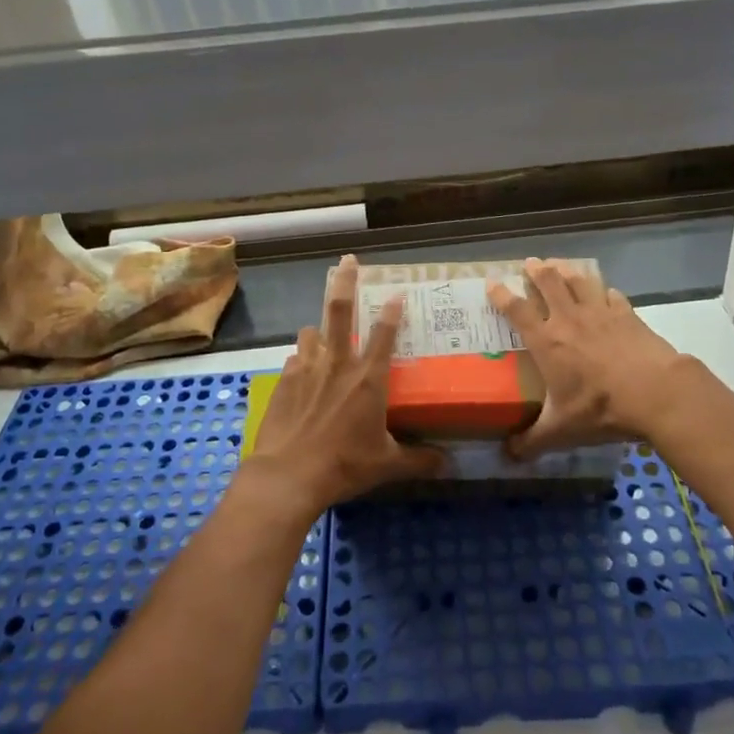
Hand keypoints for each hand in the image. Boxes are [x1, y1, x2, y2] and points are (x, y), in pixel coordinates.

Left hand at [244, 255, 447, 512]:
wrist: (289, 474)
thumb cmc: (344, 465)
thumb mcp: (387, 464)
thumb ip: (419, 459)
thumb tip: (448, 462)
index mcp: (368, 379)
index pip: (384, 334)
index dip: (392, 310)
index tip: (396, 291)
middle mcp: (338, 364)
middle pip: (339, 310)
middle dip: (344, 281)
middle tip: (346, 260)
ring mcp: (308, 369)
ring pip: (311, 331)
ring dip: (317, 329)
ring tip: (320, 331)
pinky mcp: (285, 380)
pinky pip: (295, 358)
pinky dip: (301, 359)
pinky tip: (302, 370)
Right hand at [488, 258, 689, 460]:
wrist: (654, 393)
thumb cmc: (599, 408)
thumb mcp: (560, 431)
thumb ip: (532, 441)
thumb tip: (508, 455)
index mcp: (546, 341)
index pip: (517, 310)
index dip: (502, 295)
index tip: (492, 283)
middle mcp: (568, 319)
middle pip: (548, 282)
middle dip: (536, 270)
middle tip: (530, 263)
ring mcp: (600, 313)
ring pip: (579, 281)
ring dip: (567, 270)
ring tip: (559, 265)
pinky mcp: (627, 314)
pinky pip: (612, 295)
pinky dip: (604, 291)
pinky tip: (605, 292)